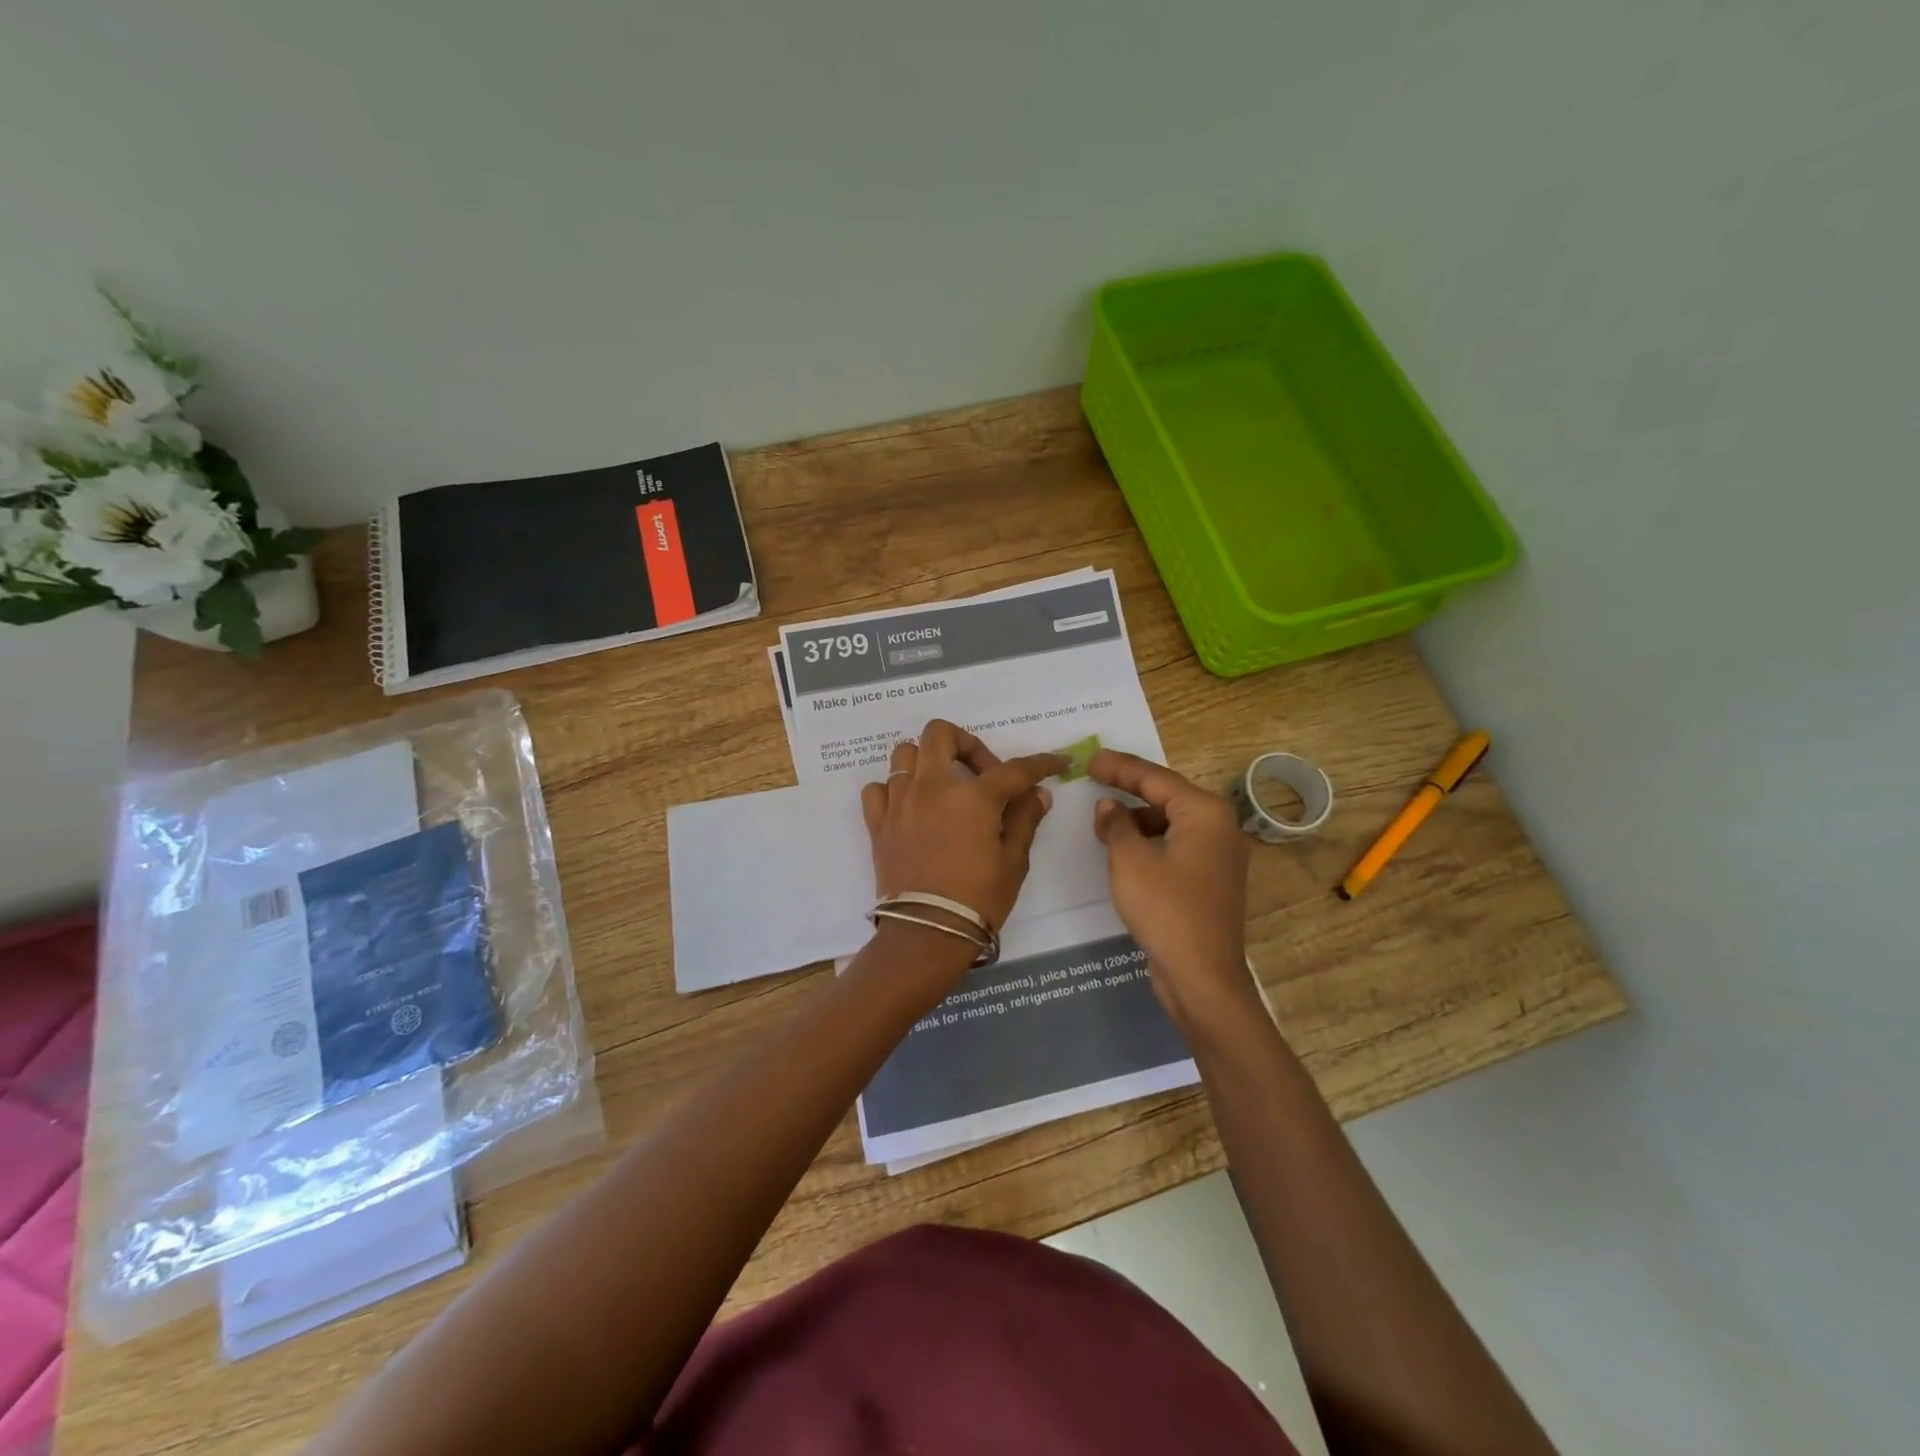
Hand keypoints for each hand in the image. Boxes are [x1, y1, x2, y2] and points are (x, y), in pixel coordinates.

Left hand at [861, 720, 1065, 938]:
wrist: (927, 934)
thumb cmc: (978, 899)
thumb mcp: (1013, 861)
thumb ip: (1024, 820)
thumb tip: (1037, 794)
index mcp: (973, 797)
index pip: (1014, 769)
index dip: (1041, 763)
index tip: (1057, 762)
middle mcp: (932, 787)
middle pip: (940, 734)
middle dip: (966, 743)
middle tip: (982, 773)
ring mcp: (900, 802)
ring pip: (905, 754)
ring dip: (927, 761)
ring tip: (944, 787)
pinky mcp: (878, 823)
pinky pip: (878, 789)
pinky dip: (893, 790)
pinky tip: (910, 808)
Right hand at [1090, 750, 1256, 1033]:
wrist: (1202, 976)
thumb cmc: (1166, 909)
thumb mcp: (1130, 861)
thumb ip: (1117, 825)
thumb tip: (1109, 807)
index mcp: (1205, 813)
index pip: (1156, 777)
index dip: (1120, 767)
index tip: (1091, 759)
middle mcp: (1219, 827)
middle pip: (1168, 796)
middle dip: (1130, 787)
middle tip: (1095, 776)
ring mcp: (1218, 855)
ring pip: (1171, 821)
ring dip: (1138, 817)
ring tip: (1104, 818)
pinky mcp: (1210, 880)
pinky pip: (1176, 844)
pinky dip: (1150, 840)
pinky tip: (1125, 848)